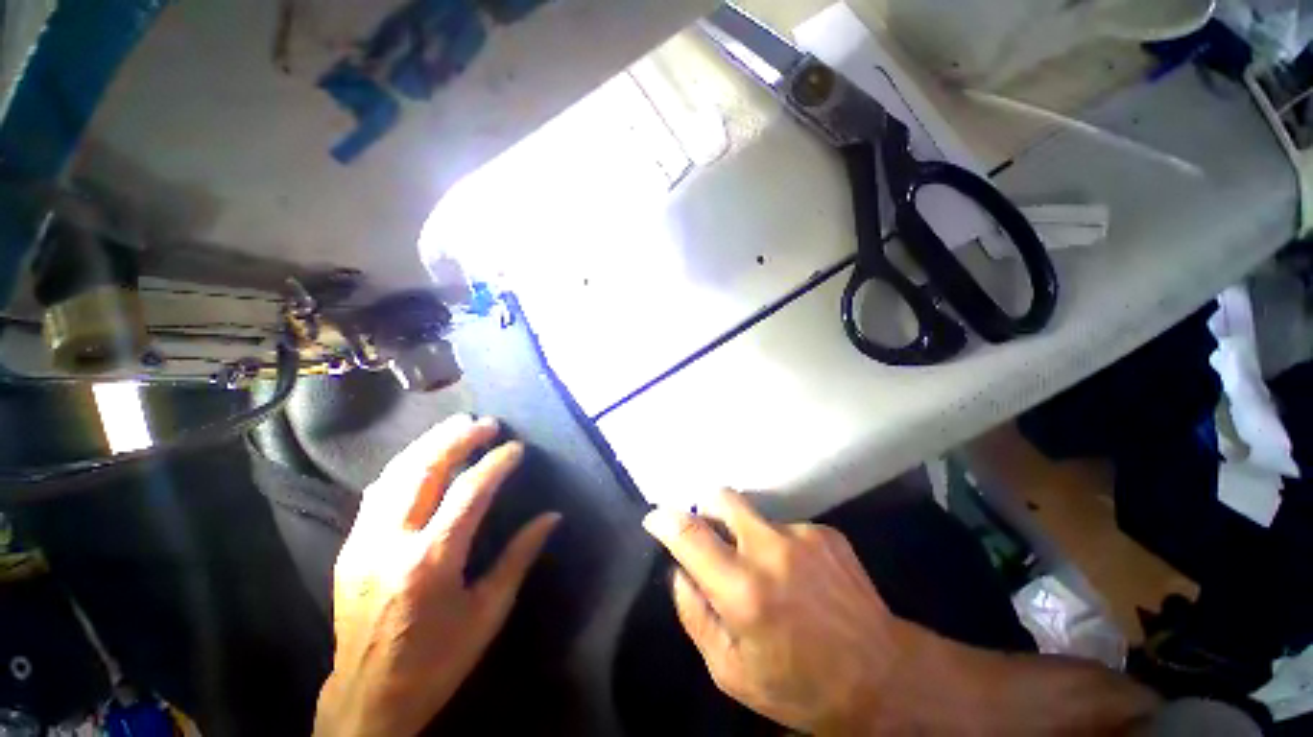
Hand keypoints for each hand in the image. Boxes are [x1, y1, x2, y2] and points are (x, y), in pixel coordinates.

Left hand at [315, 415, 560, 736]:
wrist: (367, 699)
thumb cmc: (438, 659)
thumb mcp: (489, 611)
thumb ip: (520, 556)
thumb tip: (552, 517)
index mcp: (432, 561)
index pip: (470, 491)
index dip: (497, 463)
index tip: (516, 448)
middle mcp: (392, 542)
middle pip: (425, 470)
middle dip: (458, 439)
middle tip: (486, 423)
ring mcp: (362, 542)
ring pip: (394, 474)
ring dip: (428, 443)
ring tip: (457, 426)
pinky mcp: (349, 548)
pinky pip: (376, 492)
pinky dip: (404, 465)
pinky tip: (421, 456)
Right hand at [642, 489, 950, 734]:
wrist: (884, 678)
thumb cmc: (800, 687)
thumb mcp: (731, 672)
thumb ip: (694, 615)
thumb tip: (680, 571)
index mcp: (743, 590)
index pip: (690, 535)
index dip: (665, 520)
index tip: (655, 517)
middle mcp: (771, 550)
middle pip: (722, 498)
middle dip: (707, 509)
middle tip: (711, 535)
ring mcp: (802, 535)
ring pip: (755, 516)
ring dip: (748, 536)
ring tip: (770, 575)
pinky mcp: (826, 532)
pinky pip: (787, 528)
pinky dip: (782, 546)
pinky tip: (802, 579)